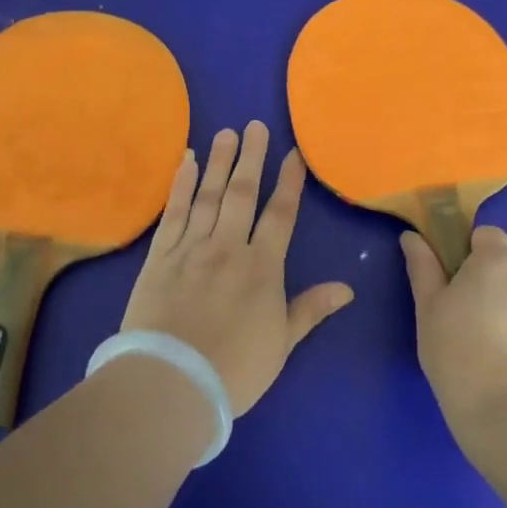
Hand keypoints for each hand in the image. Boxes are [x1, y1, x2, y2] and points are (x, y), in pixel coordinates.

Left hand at [122, 121, 353, 416]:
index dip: (288, 182)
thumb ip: (310, 310)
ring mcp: (191, 248)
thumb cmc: (234, 370)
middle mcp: (228, 247)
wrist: (171, 382)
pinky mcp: (159, 256)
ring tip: (225, 133)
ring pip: (208, 196)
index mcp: (262, 268)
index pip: (280, 215)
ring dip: (218, 162)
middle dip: (251, 158)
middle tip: (255, 125)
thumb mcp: (282, 345)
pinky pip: (172, 213)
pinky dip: (180, 185)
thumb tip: (347, 288)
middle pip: (242, 194)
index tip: (293, 155)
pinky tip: (185, 163)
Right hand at [400, 225, 506, 452]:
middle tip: (471, 323)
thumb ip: (422, 267)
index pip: (488, 237)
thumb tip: (411, 237)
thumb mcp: (427, 309)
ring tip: (497, 353)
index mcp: (497, 262)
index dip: (471, 255)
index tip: (457, 286)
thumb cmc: (455, 353)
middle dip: (495, 286)